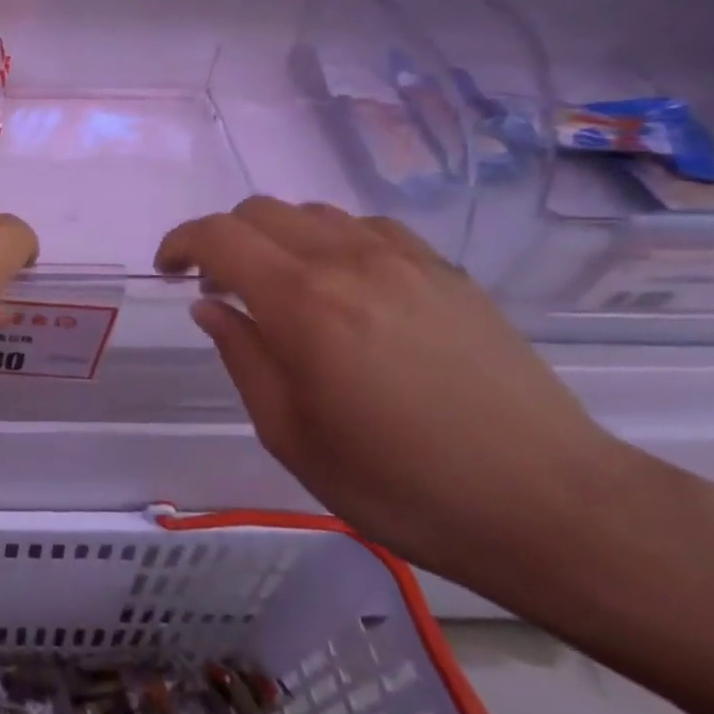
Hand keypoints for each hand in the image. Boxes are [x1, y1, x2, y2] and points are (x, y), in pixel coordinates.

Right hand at [156, 197, 626, 582]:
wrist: (546, 503)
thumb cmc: (398, 484)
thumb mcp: (290, 435)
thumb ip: (241, 356)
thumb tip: (209, 305)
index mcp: (303, 303)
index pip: (219, 236)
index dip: (180, 243)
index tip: (167, 271)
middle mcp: (349, 261)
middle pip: (261, 211)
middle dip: (223, 238)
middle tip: (218, 287)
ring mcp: (404, 259)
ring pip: (314, 212)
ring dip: (276, 238)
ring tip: (278, 288)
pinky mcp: (445, 271)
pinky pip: (367, 228)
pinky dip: (331, 241)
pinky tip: (342, 286)